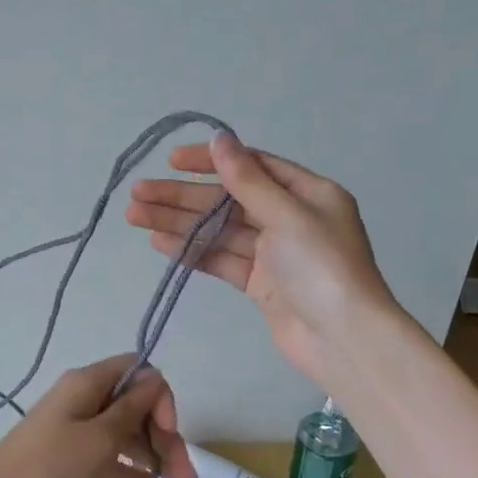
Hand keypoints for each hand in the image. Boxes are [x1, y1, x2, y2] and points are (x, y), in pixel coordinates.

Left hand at [0, 354, 193, 477]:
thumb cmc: (49, 469)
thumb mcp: (100, 439)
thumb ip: (132, 409)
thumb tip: (155, 379)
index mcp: (88, 383)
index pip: (139, 372)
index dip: (160, 399)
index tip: (168, 434)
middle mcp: (82, 399)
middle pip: (134, 405)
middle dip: (164, 435)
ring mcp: (73, 428)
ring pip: (123, 431)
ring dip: (152, 454)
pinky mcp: (66, 455)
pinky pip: (106, 452)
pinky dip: (128, 465)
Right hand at [126, 133, 403, 385]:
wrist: (342, 339)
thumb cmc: (322, 268)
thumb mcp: (287, 215)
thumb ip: (248, 180)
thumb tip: (220, 138)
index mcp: (308, 193)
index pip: (253, 166)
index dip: (211, 161)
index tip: (172, 161)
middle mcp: (290, 218)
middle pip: (228, 200)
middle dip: (182, 196)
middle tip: (138, 193)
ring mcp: (274, 254)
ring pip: (219, 231)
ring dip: (178, 222)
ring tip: (134, 215)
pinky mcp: (260, 284)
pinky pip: (221, 259)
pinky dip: (192, 251)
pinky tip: (159, 242)